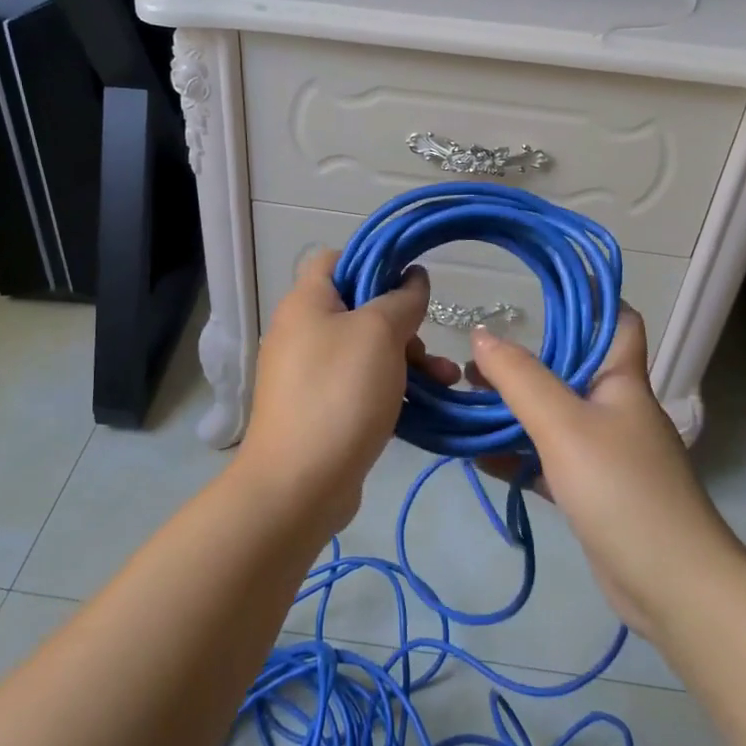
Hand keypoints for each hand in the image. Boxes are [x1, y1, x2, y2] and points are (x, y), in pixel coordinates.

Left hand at [239, 249, 459, 532]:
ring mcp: (309, 375)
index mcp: (306, 303)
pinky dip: (392, 389)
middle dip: (402, 323)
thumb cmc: (339, 394)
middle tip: (427, 344)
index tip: (410, 281)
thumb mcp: (379, 334)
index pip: (335, 259)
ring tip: (447, 380)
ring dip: (408, 359)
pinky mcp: (321, 410)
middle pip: (358, 309)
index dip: (373, 261)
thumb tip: (413, 277)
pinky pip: (361, 386)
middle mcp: (302, 332)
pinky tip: (426, 405)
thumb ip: (401, 299)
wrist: (298, 485)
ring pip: (366, 351)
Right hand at [468, 307, 742, 637]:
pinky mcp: (591, 491)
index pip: (616, 321)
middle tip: (475, 357)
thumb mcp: (564, 426)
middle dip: (525, 360)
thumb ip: (520, 379)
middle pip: (570, 369)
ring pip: (553, 417)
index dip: (587, 299)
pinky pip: (546, 460)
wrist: (670, 585)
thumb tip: (481, 335)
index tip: (537, 291)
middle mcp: (615, 409)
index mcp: (622, 380)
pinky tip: (475, 454)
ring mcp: (604, 453)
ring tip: (465, 397)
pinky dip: (514, 454)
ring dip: (513, 408)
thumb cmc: (621, 489)